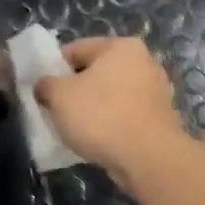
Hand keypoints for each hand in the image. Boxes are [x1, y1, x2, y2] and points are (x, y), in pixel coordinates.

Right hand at [34, 37, 184, 191]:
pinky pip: (125, 115)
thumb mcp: (59, 96)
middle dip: (75, 90)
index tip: (43, 90)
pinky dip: (111, 124)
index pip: (76, 49)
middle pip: (96, 72)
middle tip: (56, 110)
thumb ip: (46, 84)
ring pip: (111, 95)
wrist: (149, 158)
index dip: (54, 68)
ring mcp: (156, 90)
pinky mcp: (161, 118)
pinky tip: (98, 140)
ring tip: (76, 129)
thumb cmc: (101, 116)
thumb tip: (44, 86)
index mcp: (120, 46)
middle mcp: (144, 61)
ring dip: (93, 109)